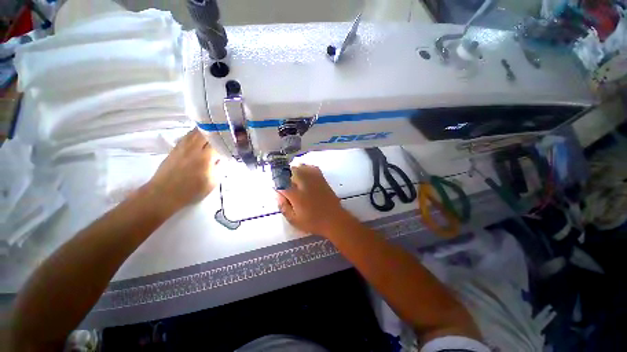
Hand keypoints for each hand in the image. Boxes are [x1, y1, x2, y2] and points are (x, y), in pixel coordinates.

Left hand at [143, 128, 219, 214]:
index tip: (232, 139)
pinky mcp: (175, 148)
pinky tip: (200, 137)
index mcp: (205, 157)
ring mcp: (182, 147)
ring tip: (214, 132)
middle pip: (206, 132)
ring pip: (195, 132)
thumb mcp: (213, 182)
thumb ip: (220, 168)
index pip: (218, 141)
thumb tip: (223, 158)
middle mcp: (193, 148)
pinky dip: (195, 134)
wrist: (164, 194)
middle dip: (216, 131)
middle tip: (225, 133)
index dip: (226, 139)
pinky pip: (187, 136)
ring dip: (206, 130)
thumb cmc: (191, 190)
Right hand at [277, 165, 348, 236]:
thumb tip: (277, 195)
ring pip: (300, 167)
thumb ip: (283, 207)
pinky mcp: (321, 178)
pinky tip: (304, 174)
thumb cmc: (313, 222)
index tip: (276, 188)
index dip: (276, 184)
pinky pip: (311, 167)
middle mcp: (304, 183)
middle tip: (284, 183)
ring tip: (292, 178)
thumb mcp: (294, 220)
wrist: (334, 219)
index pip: (281, 183)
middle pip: (289, 171)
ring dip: (293, 171)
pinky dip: (305, 168)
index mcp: (296, 195)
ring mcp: (314, 179)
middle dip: (283, 175)